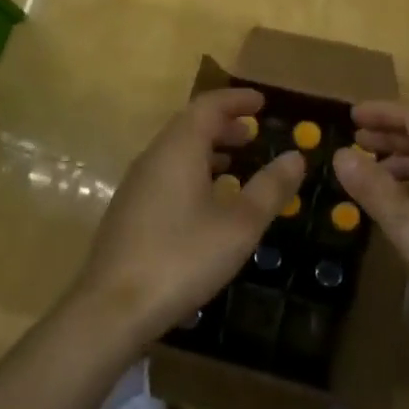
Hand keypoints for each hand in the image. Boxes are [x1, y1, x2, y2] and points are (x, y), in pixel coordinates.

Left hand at [73, 88, 306, 346]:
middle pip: (190, 125)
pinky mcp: (129, 210)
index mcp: (179, 149)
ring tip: (236, 162)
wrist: (113, 307)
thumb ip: (270, 188)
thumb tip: (296, 156)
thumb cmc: (183, 257)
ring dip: (208, 148)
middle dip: (223, 123)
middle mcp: (154, 157)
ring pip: (176, 150)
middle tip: (254, 132)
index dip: (237, 100)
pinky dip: (192, 170)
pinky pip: (166, 172)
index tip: (262, 102)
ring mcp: (136, 184)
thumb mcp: (239, 225)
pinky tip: (207, 200)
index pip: (208, 106)